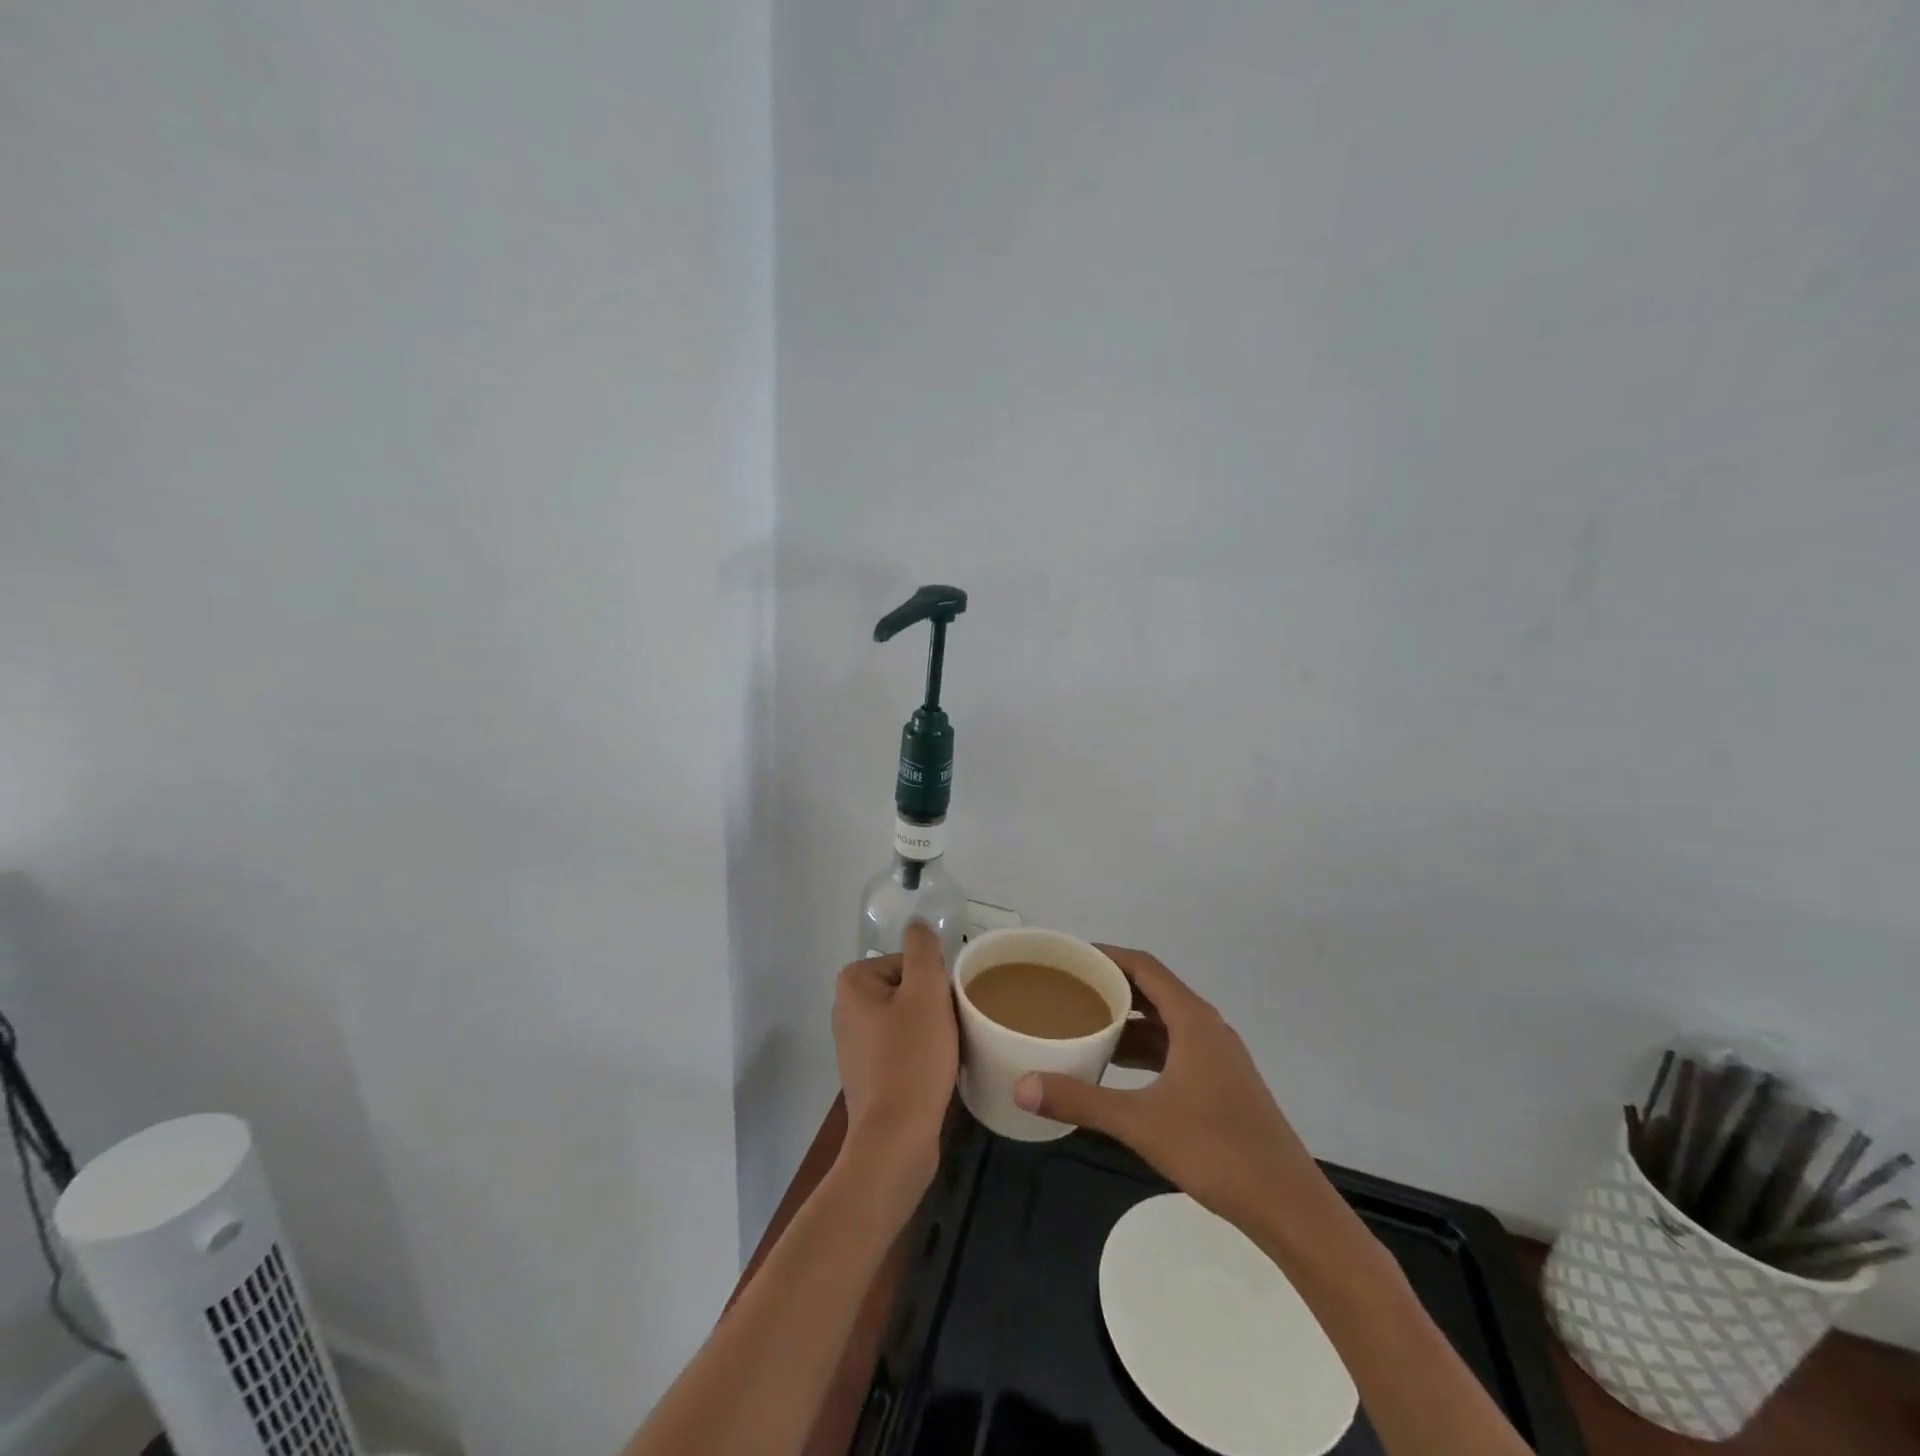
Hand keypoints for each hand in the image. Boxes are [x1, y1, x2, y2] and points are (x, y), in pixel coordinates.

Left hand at [832, 920, 957, 1198]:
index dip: (935, 983)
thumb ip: (923, 949)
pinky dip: (919, 1054)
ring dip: (930, 1031)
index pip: (910, 963)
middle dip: (933, 1006)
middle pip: (908, 989)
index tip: (945, 1010)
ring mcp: (853, 1043)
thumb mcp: (926, 992)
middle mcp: (845, 1008)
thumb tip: (917, 923)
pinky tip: (933, 1072)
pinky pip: (901, 1047)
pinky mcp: (866, 1073)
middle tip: (948, 1032)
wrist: (896, 1139)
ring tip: (944, 1054)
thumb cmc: (912, 1058)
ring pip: (907, 1019)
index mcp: (853, 982)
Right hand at [1013, 947, 1344, 1243]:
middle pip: (1152, 990)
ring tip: (1082, 1024)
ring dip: (1126, 1021)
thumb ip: (1081, 1101)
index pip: (1144, 966)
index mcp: (1193, 1020)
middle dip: (1110, 987)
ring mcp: (1217, 1056)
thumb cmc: (1217, 1150)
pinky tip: (1116, 1069)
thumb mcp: (1141, 1123)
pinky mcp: (1220, 1082)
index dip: (1106, 954)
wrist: (1288, 1205)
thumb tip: (1022, 1086)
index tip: (1069, 955)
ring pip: (1163, 1023)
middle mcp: (1207, 1027)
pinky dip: (1143, 1049)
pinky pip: (1173, 1048)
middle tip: (1066, 989)